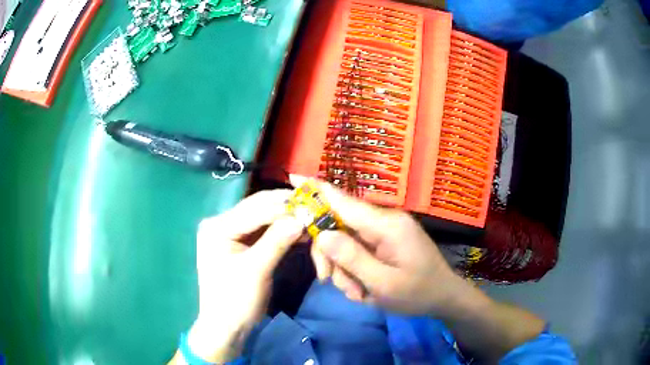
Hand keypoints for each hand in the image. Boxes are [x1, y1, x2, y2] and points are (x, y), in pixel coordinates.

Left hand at [184, 190, 303, 362]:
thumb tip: (302, 218)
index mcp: (218, 227)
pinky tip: (299, 230)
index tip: (312, 206)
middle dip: (286, 208)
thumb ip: (277, 241)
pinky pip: (264, 231)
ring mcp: (231, 233)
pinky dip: (282, 230)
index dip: (284, 206)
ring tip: (310, 217)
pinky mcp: (241, 244)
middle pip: (258, 207)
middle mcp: (222, 223)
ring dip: (286, 217)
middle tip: (314, 207)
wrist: (227, 327)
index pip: (255, 208)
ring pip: (263, 217)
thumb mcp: (256, 270)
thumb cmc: (236, 301)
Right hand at [292, 177, 546, 362]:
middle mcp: (384, 221)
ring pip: (345, 242)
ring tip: (359, 294)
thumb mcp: (382, 284)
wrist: (443, 297)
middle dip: (330, 255)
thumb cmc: (417, 293)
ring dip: (344, 269)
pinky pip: (358, 249)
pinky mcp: (384, 241)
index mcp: (386, 225)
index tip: (293, 178)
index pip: (344, 201)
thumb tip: (322, 234)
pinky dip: (354, 270)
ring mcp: (384, 231)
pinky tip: (365, 289)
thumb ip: (352, 258)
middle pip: (339, 226)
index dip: (317, 189)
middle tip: (329, 282)